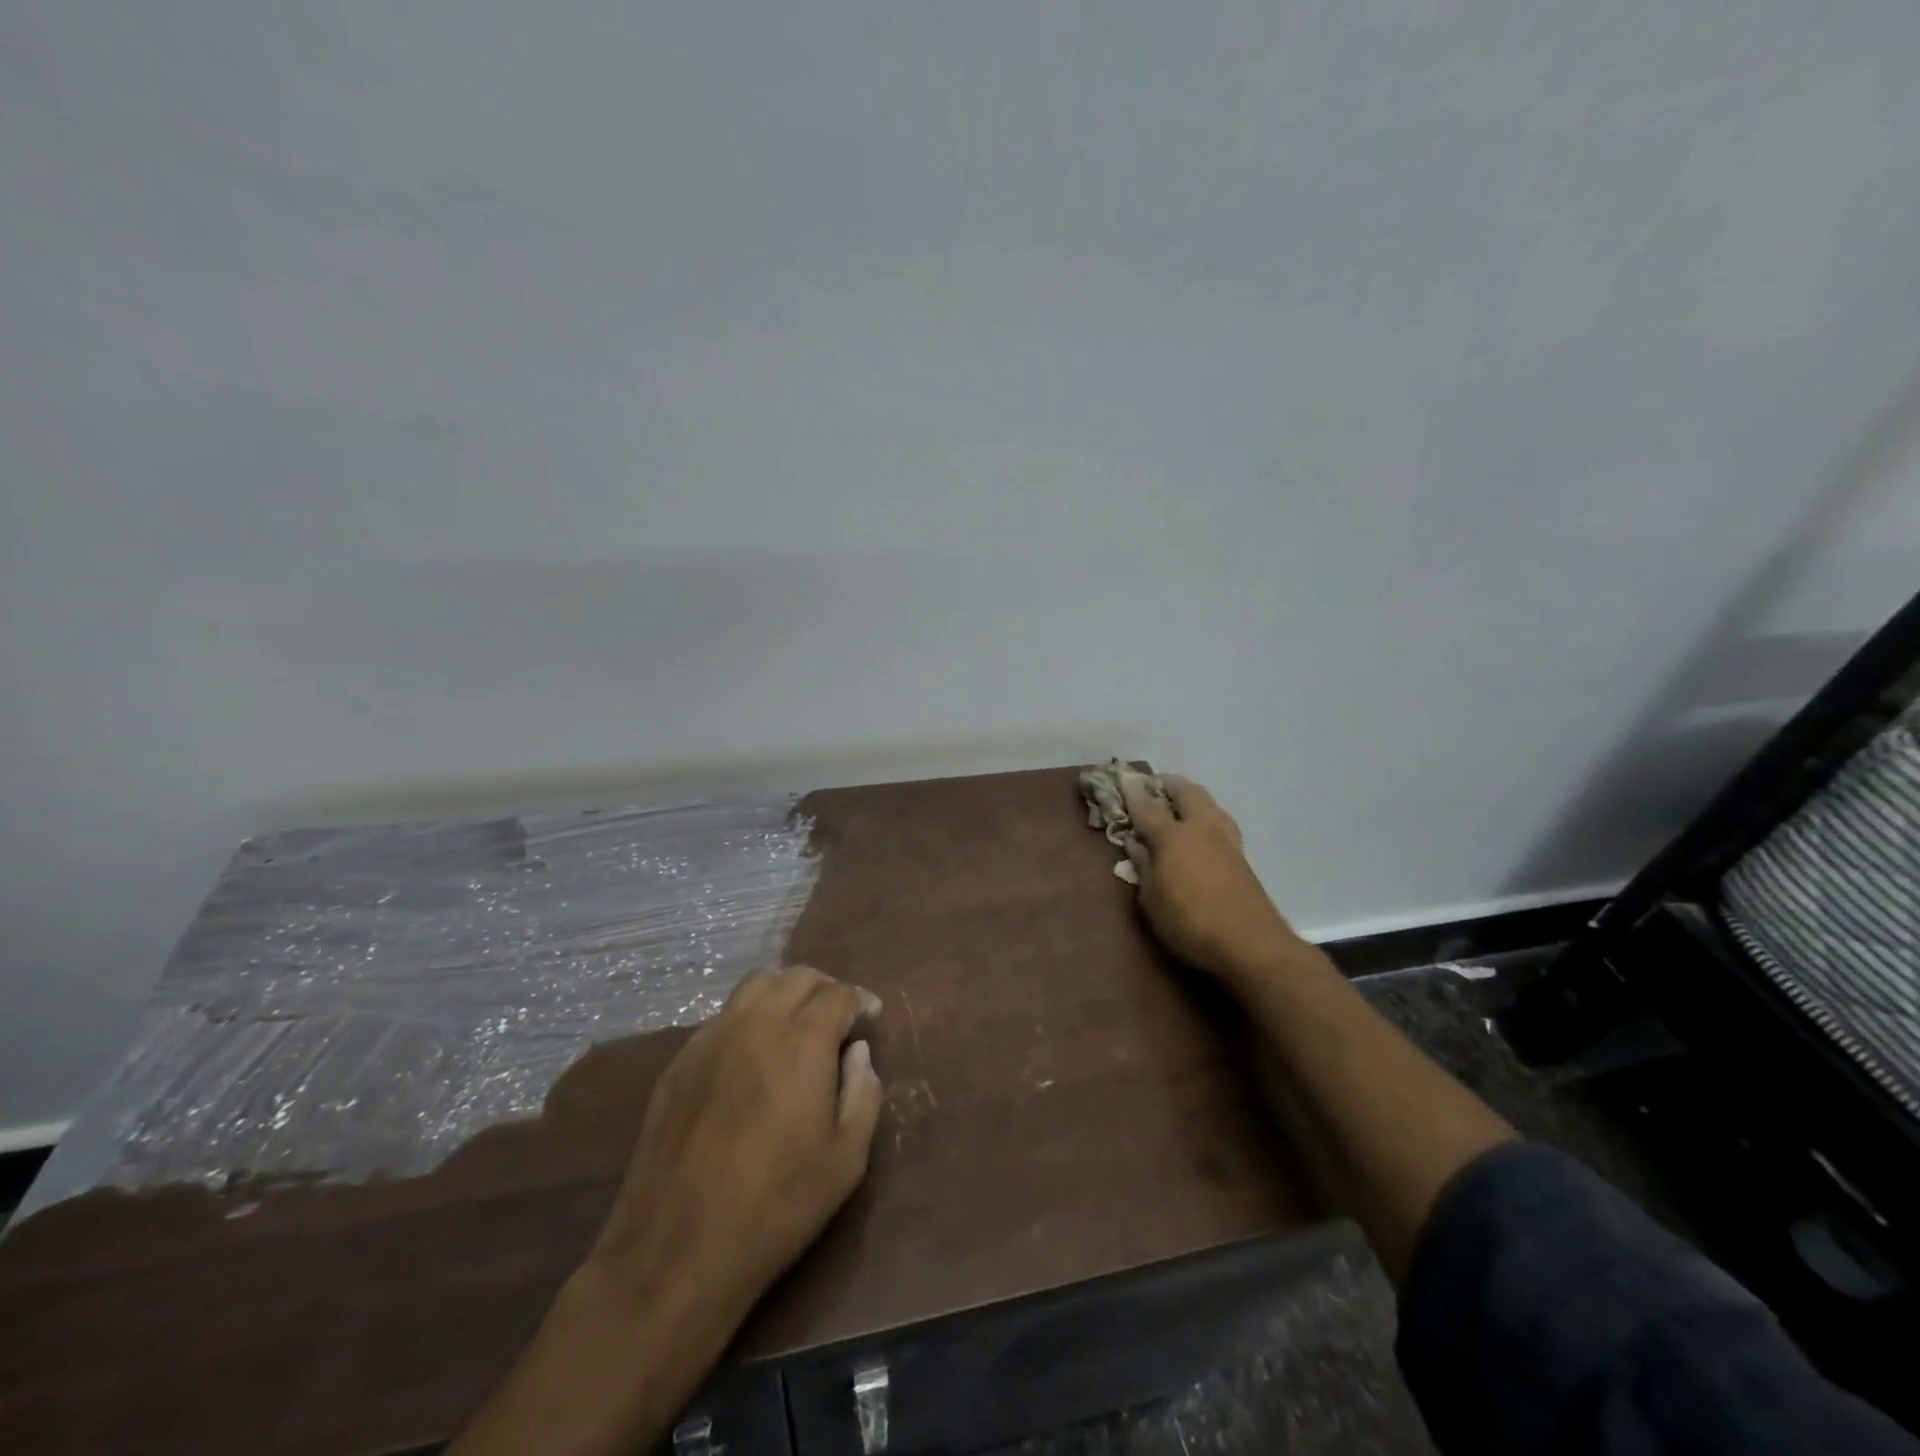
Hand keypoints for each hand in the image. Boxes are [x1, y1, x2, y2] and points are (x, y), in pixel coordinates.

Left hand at [450, 968, 882, 1455]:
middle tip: (837, 1018)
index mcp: (802, 1043)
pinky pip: (722, 1017)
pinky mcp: (679, 1062)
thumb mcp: (845, 1161)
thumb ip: (863, 1095)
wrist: (677, 1251)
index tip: (870, 1017)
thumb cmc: (775, 1208)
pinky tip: (751, 1056)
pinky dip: (748, 1018)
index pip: (837, 994)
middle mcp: (756, 1025)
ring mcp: (711, 1039)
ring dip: (784, 993)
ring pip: (755, 986)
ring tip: (795, 1025)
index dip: (859, 1000)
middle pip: (796, 977)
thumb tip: (858, 1053)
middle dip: (825, 989)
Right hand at [1121, 774, 1301, 983]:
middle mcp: (1201, 829)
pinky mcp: (1242, 857)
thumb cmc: (1191, 923)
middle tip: (1155, 785)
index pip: (1147, 807)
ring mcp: (1227, 841)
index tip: (1124, 780)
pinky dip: (1207, 816)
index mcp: (1173, 837)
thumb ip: (1144, 868)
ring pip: (1210, 803)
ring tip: (1180, 803)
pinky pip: (1221, 822)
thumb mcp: (1152, 901)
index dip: (1133, 793)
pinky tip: (1202, 829)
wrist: (1252, 944)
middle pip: (1187, 792)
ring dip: (1193, 797)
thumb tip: (1137, 845)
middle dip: (1169, 784)